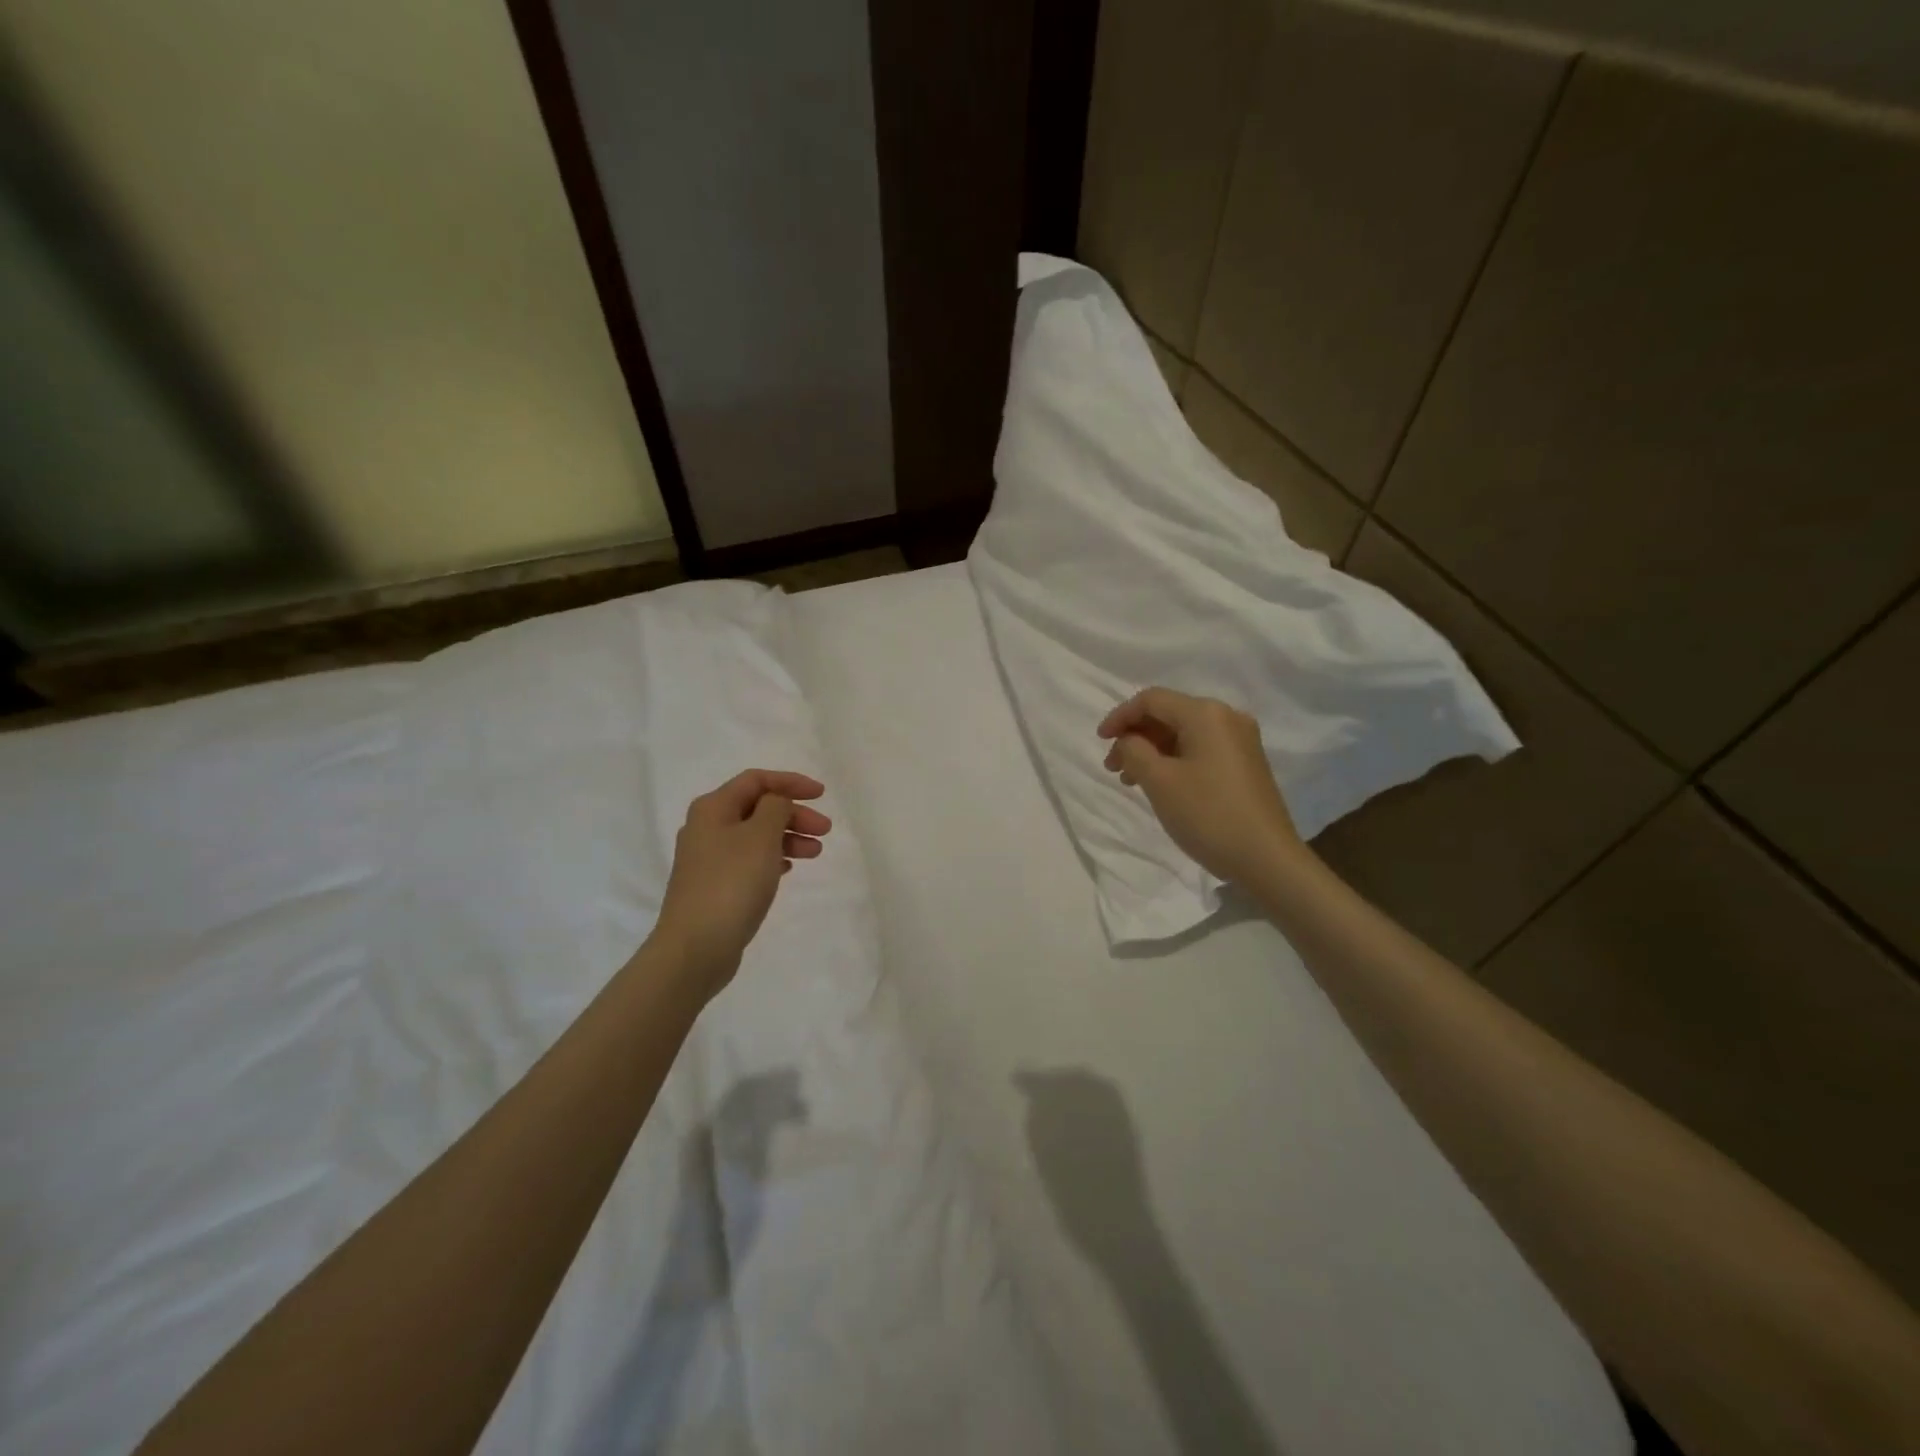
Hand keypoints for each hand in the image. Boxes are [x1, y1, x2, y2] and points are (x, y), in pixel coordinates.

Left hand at [652, 769, 831, 995]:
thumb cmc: (731, 883)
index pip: (756, 780)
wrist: (695, 947)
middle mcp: (707, 827)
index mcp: (713, 808)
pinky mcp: (714, 885)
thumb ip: (776, 808)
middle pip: (757, 808)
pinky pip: (749, 860)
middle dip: (794, 814)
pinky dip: (773, 857)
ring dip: (788, 837)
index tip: (822, 795)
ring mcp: (708, 859)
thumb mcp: (761, 836)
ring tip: (815, 853)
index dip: (791, 782)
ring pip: (756, 835)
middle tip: (825, 831)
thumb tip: (777, 802)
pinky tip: (789, 869)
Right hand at [1098, 687, 1301, 886]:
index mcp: (1206, 713)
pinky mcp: (1246, 763)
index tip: (1100, 742)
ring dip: (1152, 751)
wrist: (1266, 858)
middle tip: (1113, 768)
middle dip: (1135, 736)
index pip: (1151, 700)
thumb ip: (1133, 751)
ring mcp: (1240, 741)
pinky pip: (1200, 749)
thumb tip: (1129, 741)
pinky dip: (1174, 760)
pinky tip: (1162, 785)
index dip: (1120, 717)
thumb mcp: (1159, 781)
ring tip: (1132, 781)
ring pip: (1183, 734)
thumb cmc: (1208, 815)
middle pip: (1168, 714)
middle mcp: (1227, 717)